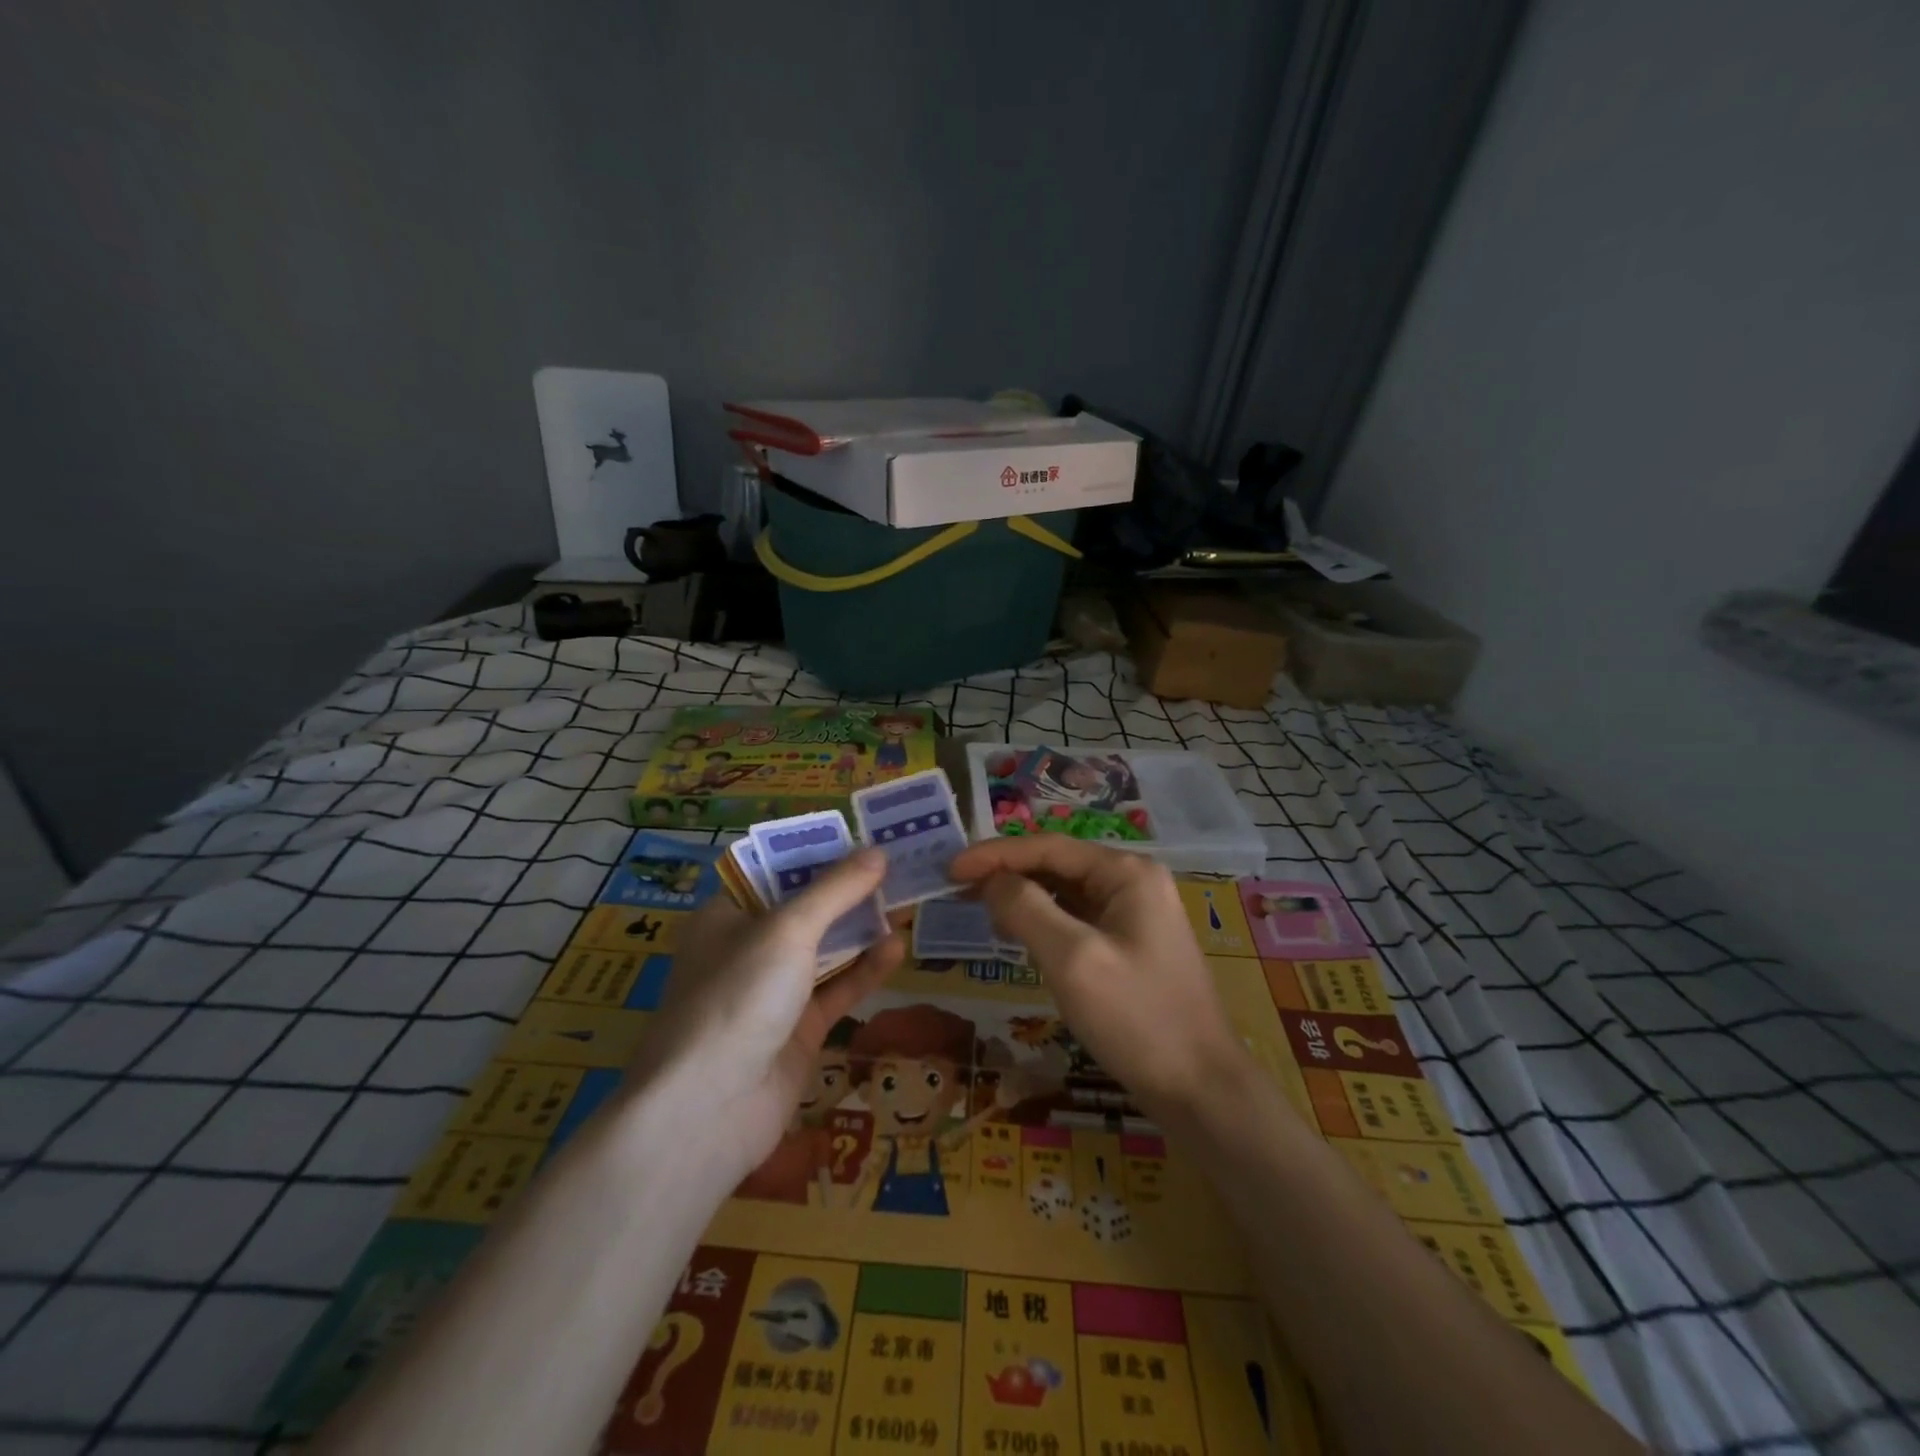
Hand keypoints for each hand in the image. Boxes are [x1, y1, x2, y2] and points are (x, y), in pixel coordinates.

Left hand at [636, 850, 901, 1184]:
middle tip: (900, 869)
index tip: (866, 838)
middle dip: (850, 891)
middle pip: (806, 910)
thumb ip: (835, 890)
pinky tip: (896, 949)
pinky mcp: (797, 1030)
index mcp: (727, 915)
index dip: (821, 853)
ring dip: (863, 929)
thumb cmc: (738, 997)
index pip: (777, 871)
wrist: (708, 1112)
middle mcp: (748, 949)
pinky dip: (865, 970)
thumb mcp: (787, 930)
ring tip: (907, 904)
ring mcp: (773, 993)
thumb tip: (878, 851)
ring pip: (825, 950)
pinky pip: (836, 989)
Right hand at [948, 838, 1248, 1125]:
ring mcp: (1134, 914)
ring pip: (1065, 892)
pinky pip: (1076, 918)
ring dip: (1022, 897)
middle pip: (1056, 864)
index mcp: (1126, 872)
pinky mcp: (1129, 945)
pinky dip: (1043, 921)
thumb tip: (991, 880)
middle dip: (1006, 873)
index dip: (994, 855)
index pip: (1047, 847)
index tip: (949, 870)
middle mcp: (1133, 882)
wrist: (1200, 1090)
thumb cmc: (1137, 1018)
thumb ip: (1026, 909)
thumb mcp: (1073, 960)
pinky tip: (1017, 934)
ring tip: (977, 908)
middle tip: (955, 890)